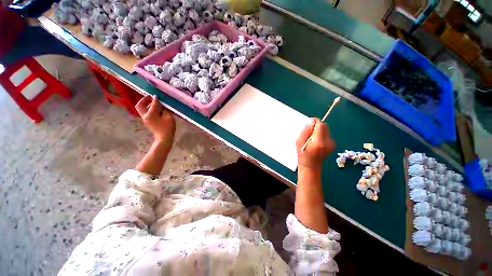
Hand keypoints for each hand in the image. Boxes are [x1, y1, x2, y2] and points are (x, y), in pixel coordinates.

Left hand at [135, 95, 175, 142]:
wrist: (164, 138)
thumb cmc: (168, 128)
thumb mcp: (169, 117)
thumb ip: (165, 110)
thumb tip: (161, 105)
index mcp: (150, 114)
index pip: (152, 104)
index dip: (155, 99)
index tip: (156, 95)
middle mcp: (145, 116)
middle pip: (140, 105)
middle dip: (144, 100)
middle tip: (150, 97)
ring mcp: (145, 119)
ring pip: (142, 109)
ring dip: (146, 105)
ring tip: (154, 103)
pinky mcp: (147, 122)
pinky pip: (146, 113)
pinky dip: (149, 109)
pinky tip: (156, 110)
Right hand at [296, 118, 334, 171]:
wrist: (310, 165)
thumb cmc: (302, 154)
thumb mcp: (299, 141)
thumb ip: (306, 130)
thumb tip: (312, 121)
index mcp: (318, 142)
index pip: (320, 125)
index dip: (315, 122)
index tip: (309, 123)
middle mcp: (328, 142)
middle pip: (325, 126)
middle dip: (317, 126)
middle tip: (309, 131)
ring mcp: (332, 144)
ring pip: (326, 129)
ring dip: (319, 130)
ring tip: (312, 137)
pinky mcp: (333, 144)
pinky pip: (327, 134)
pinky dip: (321, 134)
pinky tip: (316, 141)